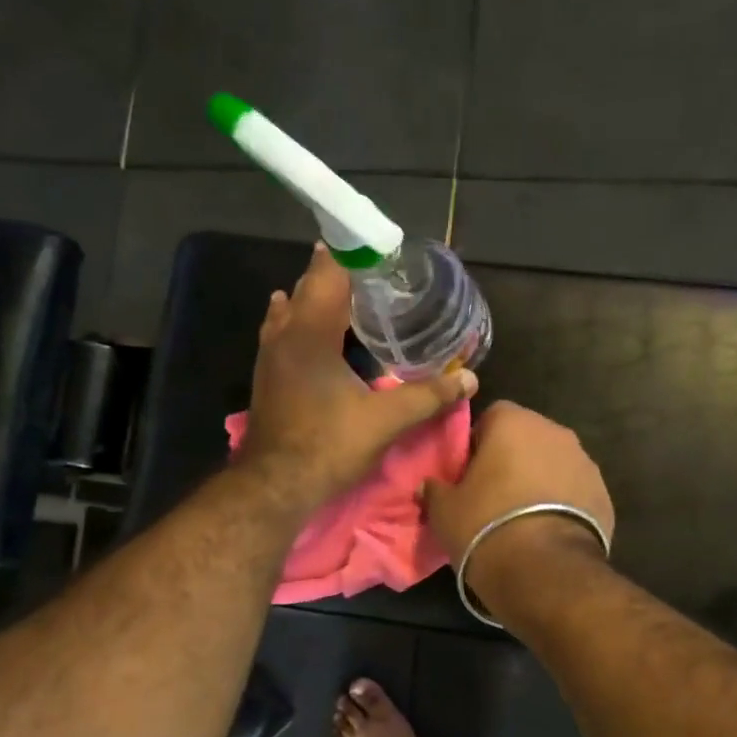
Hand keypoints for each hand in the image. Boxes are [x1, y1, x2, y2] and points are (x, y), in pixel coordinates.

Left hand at [239, 246, 476, 513]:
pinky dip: (301, 322)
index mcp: (312, 331)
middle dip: (340, 274)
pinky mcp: (267, 376)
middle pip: (310, 286)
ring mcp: (270, 355)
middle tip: (376, 276)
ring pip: (292, 309)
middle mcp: (286, 333)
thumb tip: (469, 378)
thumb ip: (428, 396)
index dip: (355, 255)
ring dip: (318, 298)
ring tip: (349, 296)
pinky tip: (311, 331)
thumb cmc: (329, 445)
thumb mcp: (386, 420)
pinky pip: (283, 333)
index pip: (330, 272)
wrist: (275, 485)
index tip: (382, 250)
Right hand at [423, 402, 613, 597]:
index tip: (469, 473)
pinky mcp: (604, 495)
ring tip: (522, 517)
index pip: (491, 416)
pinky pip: (574, 490)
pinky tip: (547, 530)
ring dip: (539, 480)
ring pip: (553, 463)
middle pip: (527, 438)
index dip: (477, 443)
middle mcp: (555, 432)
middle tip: (493, 494)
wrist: (545, 570)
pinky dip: (562, 503)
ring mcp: (585, 462)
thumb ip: (436, 489)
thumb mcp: (444, 510)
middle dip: (512, 459)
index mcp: (514, 422)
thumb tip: (431, 485)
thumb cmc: (485, 526)